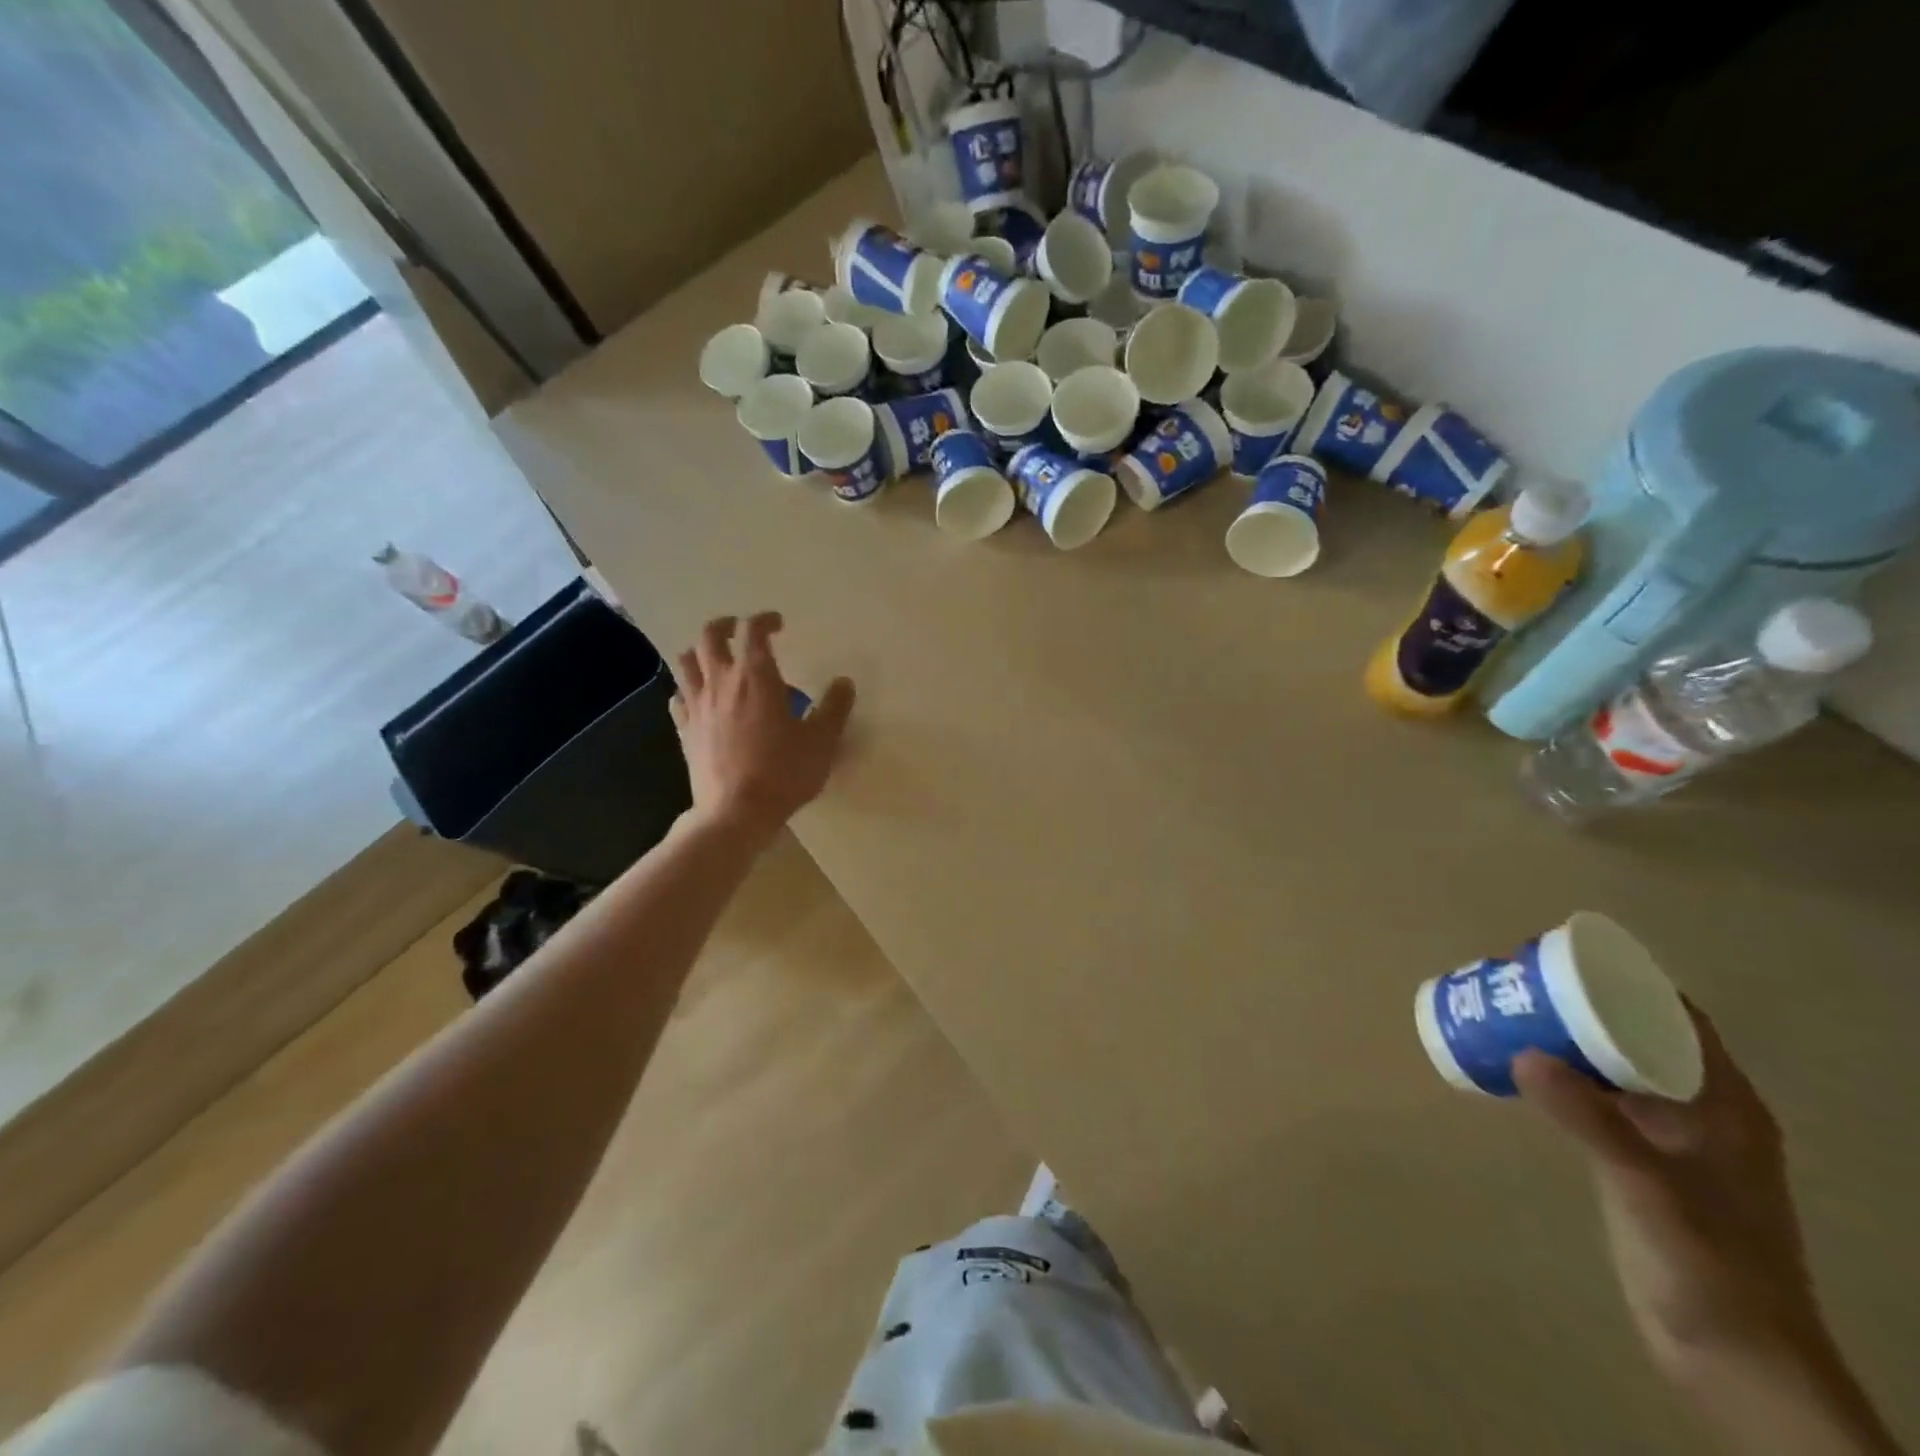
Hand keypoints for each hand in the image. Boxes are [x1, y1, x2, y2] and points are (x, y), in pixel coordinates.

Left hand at [668, 612, 853, 838]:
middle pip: (710, 636)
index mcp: (757, 678)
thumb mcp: (821, 741)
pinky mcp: (684, 730)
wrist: (735, 812)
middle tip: (741, 631)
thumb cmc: (783, 773)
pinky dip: (689, 689)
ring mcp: (698, 706)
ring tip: (717, 660)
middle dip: (726, 625)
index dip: (765, 620)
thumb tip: (844, 682)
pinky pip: (679, 697)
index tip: (778, 625)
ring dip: (700, 652)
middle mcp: (722, 682)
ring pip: (686, 662)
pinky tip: (701, 700)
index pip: (754, 631)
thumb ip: (834, 707)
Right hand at [1514, 1008, 1825, 1381]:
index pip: (1676, 1017)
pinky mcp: (1641, 1162)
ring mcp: (1670, 1139)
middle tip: (1515, 980)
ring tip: (1507, 1012)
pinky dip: (1561, 1075)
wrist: (1734, 1357)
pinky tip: (1520, 1069)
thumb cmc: (1710, 1264)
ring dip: (1565, 1037)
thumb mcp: (1648, 1186)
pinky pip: (1596, 1098)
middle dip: (1578, 1002)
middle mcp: (1698, 1110)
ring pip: (1611, 1065)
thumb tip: (1520, 1051)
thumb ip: (1590, 1120)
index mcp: (1722, 1104)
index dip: (1623, 980)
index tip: (1560, 958)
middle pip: (1636, 1034)